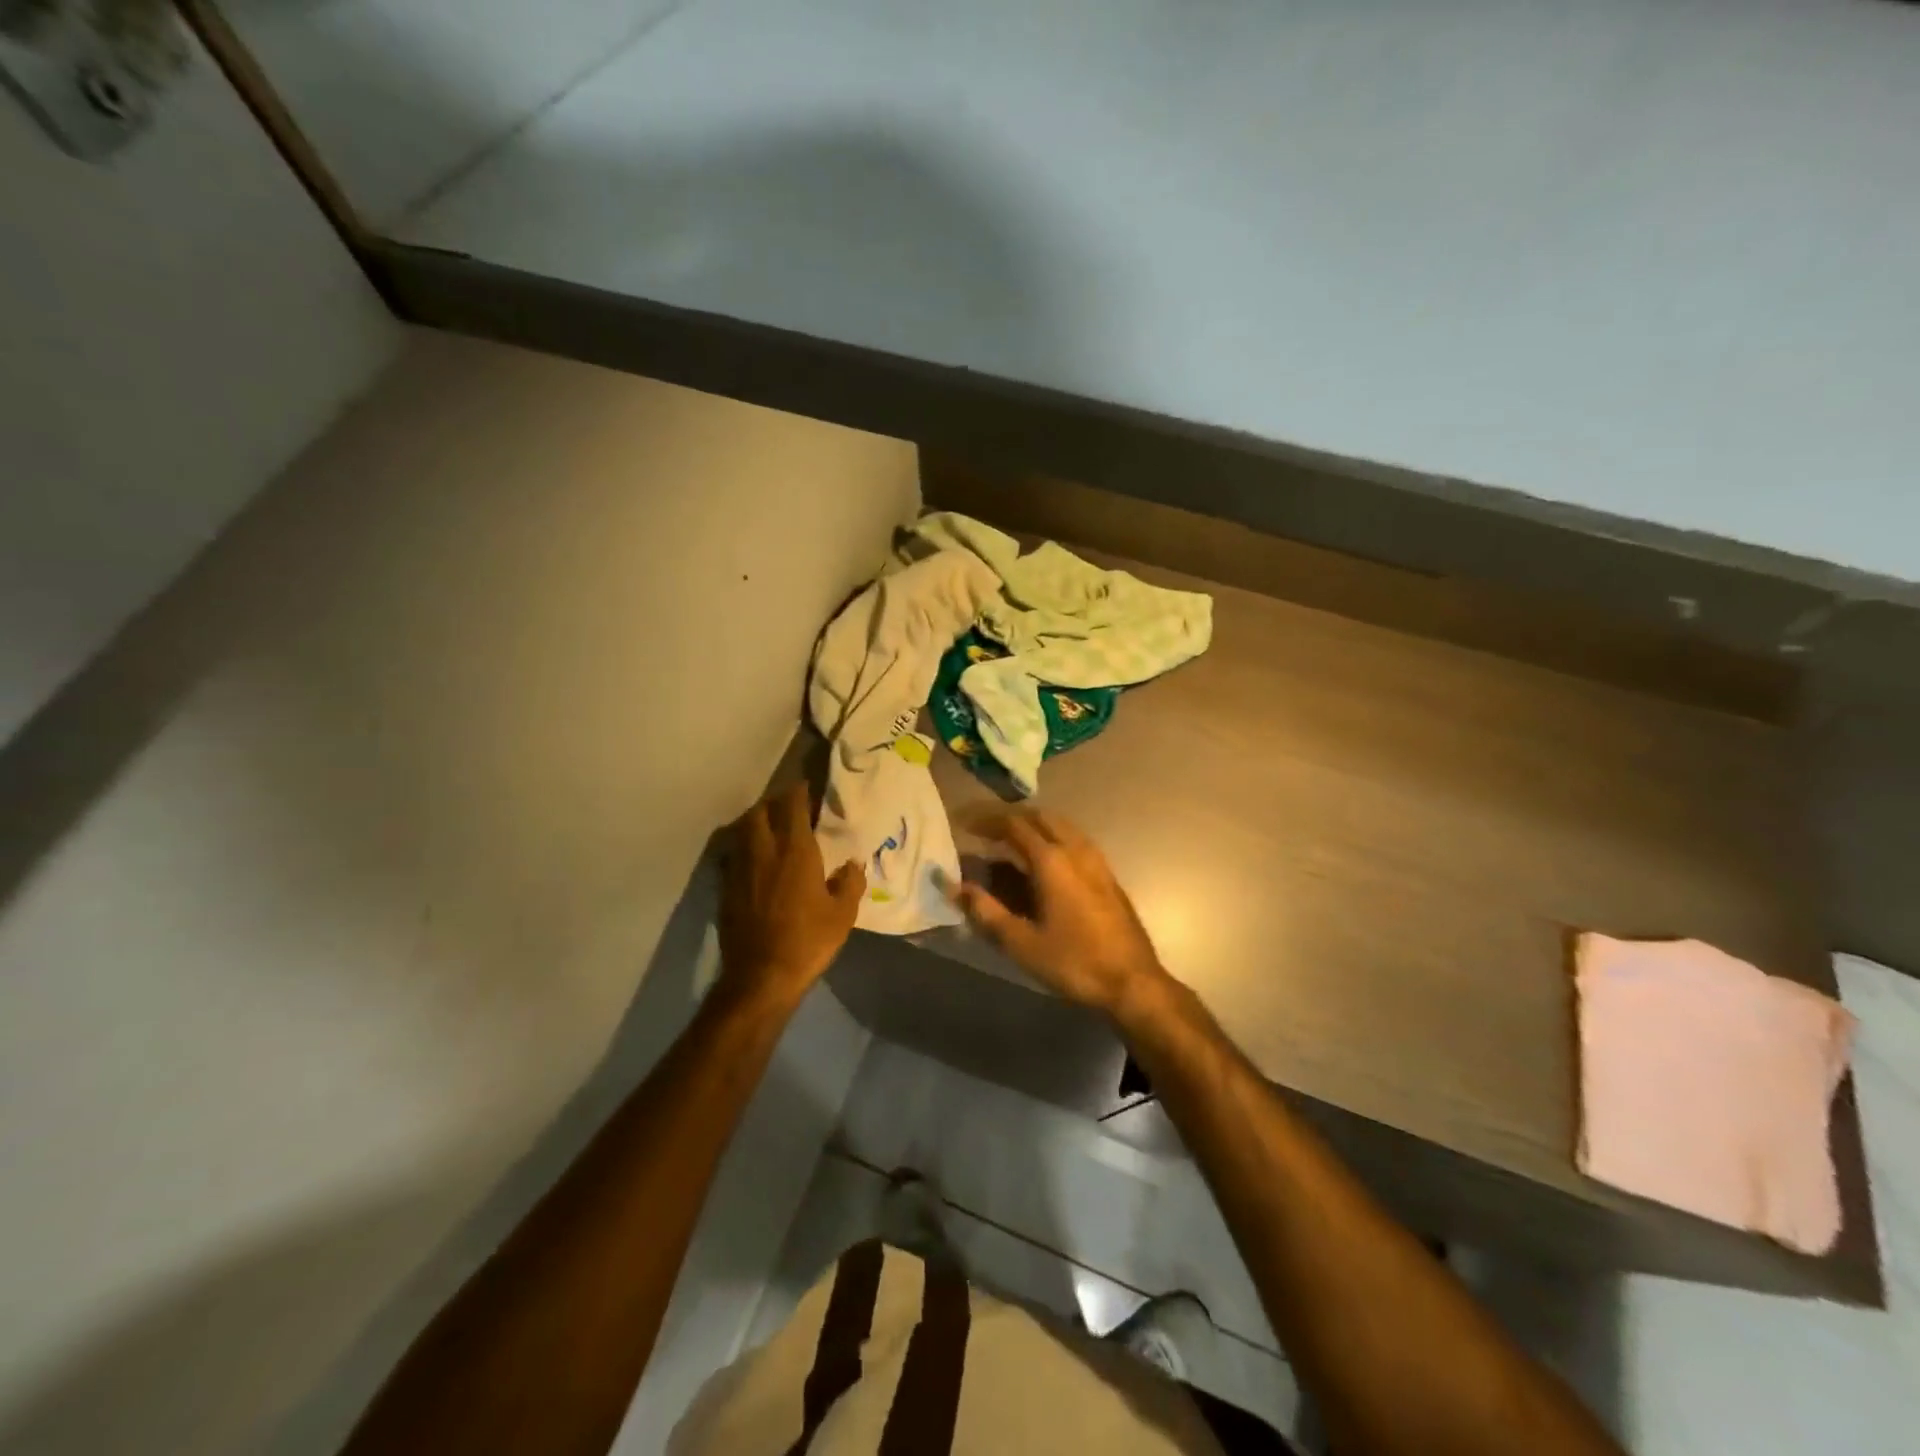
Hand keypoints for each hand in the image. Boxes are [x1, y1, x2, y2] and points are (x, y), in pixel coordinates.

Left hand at [719, 782, 865, 1002]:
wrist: (760, 977)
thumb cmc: (808, 941)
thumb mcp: (843, 914)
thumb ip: (850, 882)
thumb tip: (852, 864)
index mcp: (795, 850)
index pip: (792, 804)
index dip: (799, 791)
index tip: (809, 789)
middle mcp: (763, 850)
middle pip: (761, 810)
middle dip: (775, 803)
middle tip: (790, 809)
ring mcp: (739, 867)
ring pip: (742, 829)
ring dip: (757, 821)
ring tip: (771, 830)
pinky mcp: (724, 886)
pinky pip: (732, 853)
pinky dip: (743, 846)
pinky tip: (754, 859)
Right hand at [948, 809, 1170, 1016]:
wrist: (1132, 982)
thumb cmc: (1074, 962)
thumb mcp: (1021, 943)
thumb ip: (985, 911)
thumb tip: (953, 887)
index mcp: (1052, 860)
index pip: (1014, 825)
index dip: (985, 821)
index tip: (963, 824)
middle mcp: (1075, 850)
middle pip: (1039, 817)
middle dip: (1010, 818)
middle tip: (984, 830)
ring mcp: (1096, 860)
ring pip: (1060, 826)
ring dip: (1032, 826)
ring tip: (1009, 843)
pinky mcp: (1107, 874)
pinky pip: (1074, 841)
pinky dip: (1051, 839)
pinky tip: (1042, 862)